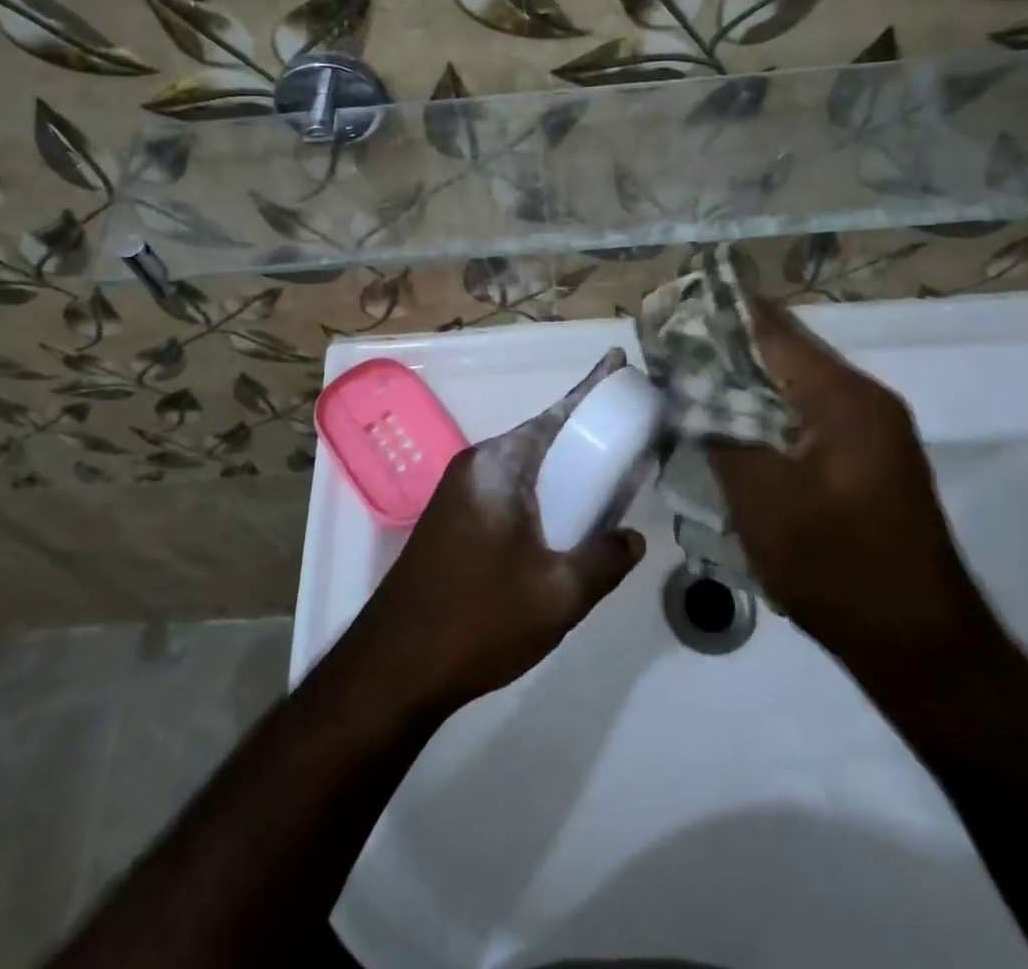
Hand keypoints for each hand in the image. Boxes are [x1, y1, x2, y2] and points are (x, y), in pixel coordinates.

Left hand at [347, 349, 647, 712]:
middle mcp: (477, 466)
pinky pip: (510, 490)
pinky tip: (565, 517)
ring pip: (526, 466)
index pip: (557, 414)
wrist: (393, 668)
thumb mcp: (558, 595)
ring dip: (563, 466)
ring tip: (607, 472)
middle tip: (628, 429)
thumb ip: (605, 559)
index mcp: (499, 466)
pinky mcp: (453, 520)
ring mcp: (460, 493)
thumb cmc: (478, 620)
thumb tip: (634, 537)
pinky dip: (543, 491)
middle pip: (542, 436)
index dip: (592, 387)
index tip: (618, 360)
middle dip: (584, 429)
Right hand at [707, 298, 1002, 707]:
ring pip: (795, 386)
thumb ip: (719, 431)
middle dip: (725, 348)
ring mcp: (873, 430)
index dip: (718, 314)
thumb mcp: (761, 499)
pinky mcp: (869, 459)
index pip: (771, 329)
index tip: (670, 308)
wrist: (921, 648)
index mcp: (844, 398)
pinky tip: (731, 428)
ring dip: (745, 382)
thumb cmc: (837, 568)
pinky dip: (767, 412)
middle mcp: (865, 400)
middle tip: (670, 352)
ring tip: (689, 384)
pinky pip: (808, 415)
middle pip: (784, 352)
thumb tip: (685, 386)